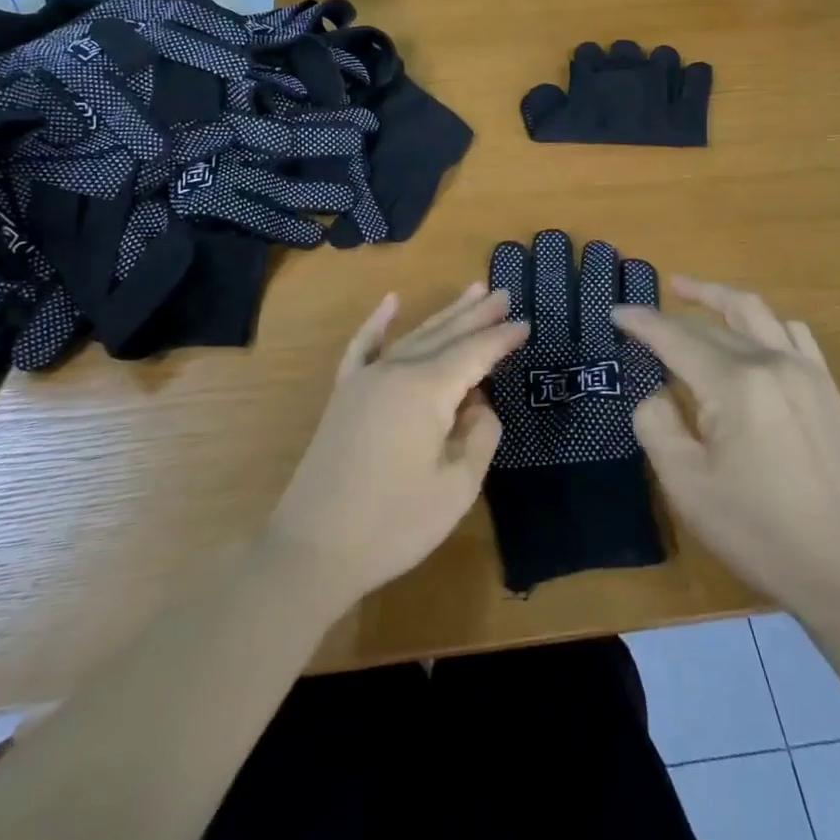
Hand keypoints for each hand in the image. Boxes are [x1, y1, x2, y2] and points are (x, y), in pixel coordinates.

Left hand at [262, 284, 526, 611]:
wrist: (312, 549)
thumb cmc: (393, 524)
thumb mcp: (456, 487)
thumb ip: (480, 436)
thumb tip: (479, 405)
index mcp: (427, 390)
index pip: (474, 354)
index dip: (501, 339)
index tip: (526, 324)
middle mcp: (396, 370)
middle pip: (445, 334)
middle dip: (477, 315)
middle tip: (504, 293)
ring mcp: (365, 379)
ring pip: (414, 335)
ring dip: (445, 314)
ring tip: (471, 291)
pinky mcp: (345, 394)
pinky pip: (364, 346)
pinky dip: (378, 322)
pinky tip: (391, 301)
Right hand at [614, 277, 839, 611]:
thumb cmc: (756, 530)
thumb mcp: (685, 484)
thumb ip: (657, 424)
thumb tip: (658, 392)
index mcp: (735, 385)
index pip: (676, 338)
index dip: (642, 323)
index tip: (615, 312)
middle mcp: (772, 362)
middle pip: (712, 324)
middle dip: (671, 317)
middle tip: (640, 319)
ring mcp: (805, 371)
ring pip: (755, 312)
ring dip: (718, 298)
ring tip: (689, 292)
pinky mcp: (825, 388)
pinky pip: (793, 333)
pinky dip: (763, 321)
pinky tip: (750, 332)